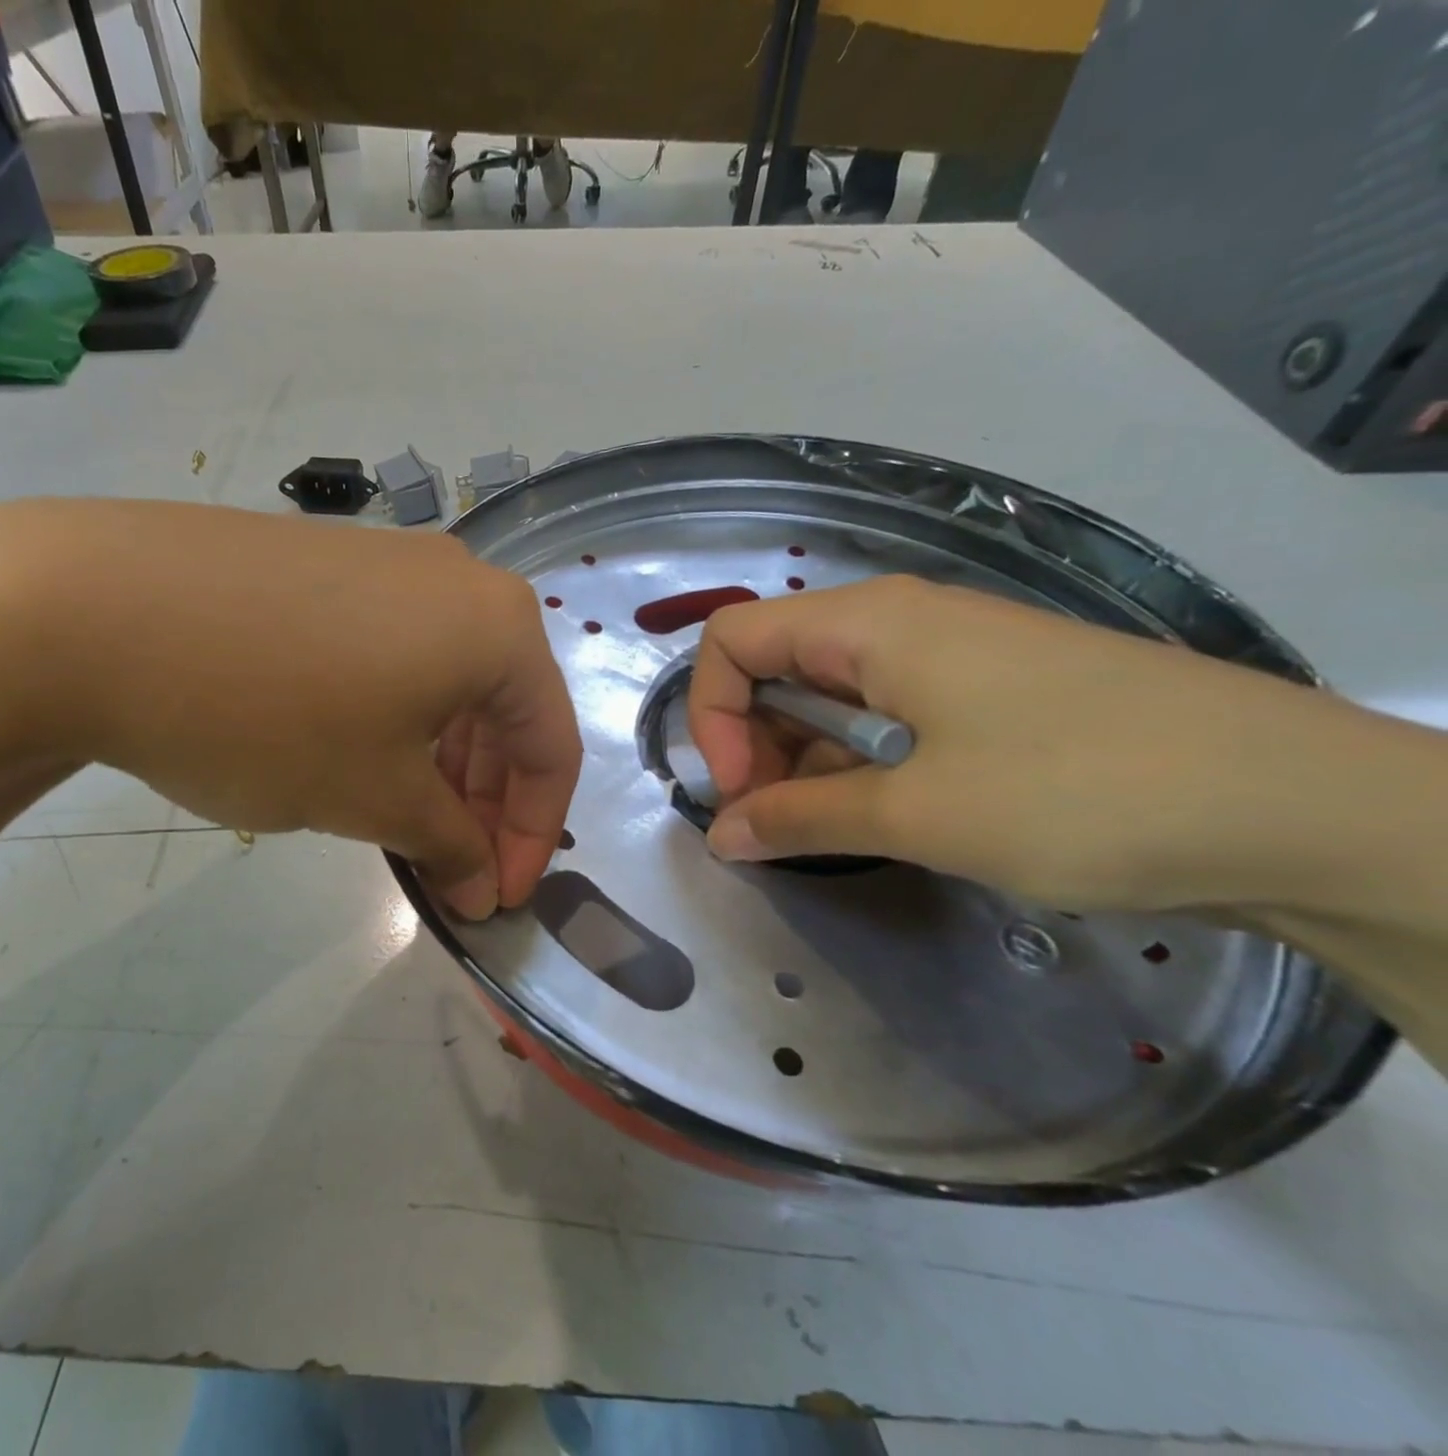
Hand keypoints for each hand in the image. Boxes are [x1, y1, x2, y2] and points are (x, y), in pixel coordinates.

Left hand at [0, 501, 580, 917]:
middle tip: (452, 868)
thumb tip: (481, 887)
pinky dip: (399, 716)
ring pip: (449, 680)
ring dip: (443, 761)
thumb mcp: (373, 796)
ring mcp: (391, 561)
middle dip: (487, 801)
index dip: (531, 836)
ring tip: (405, 819)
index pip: (551, 747)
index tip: (496, 900)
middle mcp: (460, 580)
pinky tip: (357, 751)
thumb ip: (448, 844)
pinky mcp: (330, 562)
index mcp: (499, 626)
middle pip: (505, 708)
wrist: (89, 609)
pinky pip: (397, 651)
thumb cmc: (267, 714)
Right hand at [686, 575, 1413, 915]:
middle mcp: (899, 623)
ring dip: (802, 759)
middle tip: (770, 822)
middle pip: (776, 665)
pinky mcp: (988, 695)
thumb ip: (801, 818)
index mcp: (869, 623)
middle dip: (752, 742)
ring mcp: (949, 657)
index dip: (711, 714)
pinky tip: (874, 817)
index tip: (737, 791)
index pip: (733, 640)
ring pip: (830, 695)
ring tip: (818, 830)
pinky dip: (857, 764)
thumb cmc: (1083, 792)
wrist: (1304, 809)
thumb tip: (719, 837)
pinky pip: (886, 717)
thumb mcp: (919, 814)